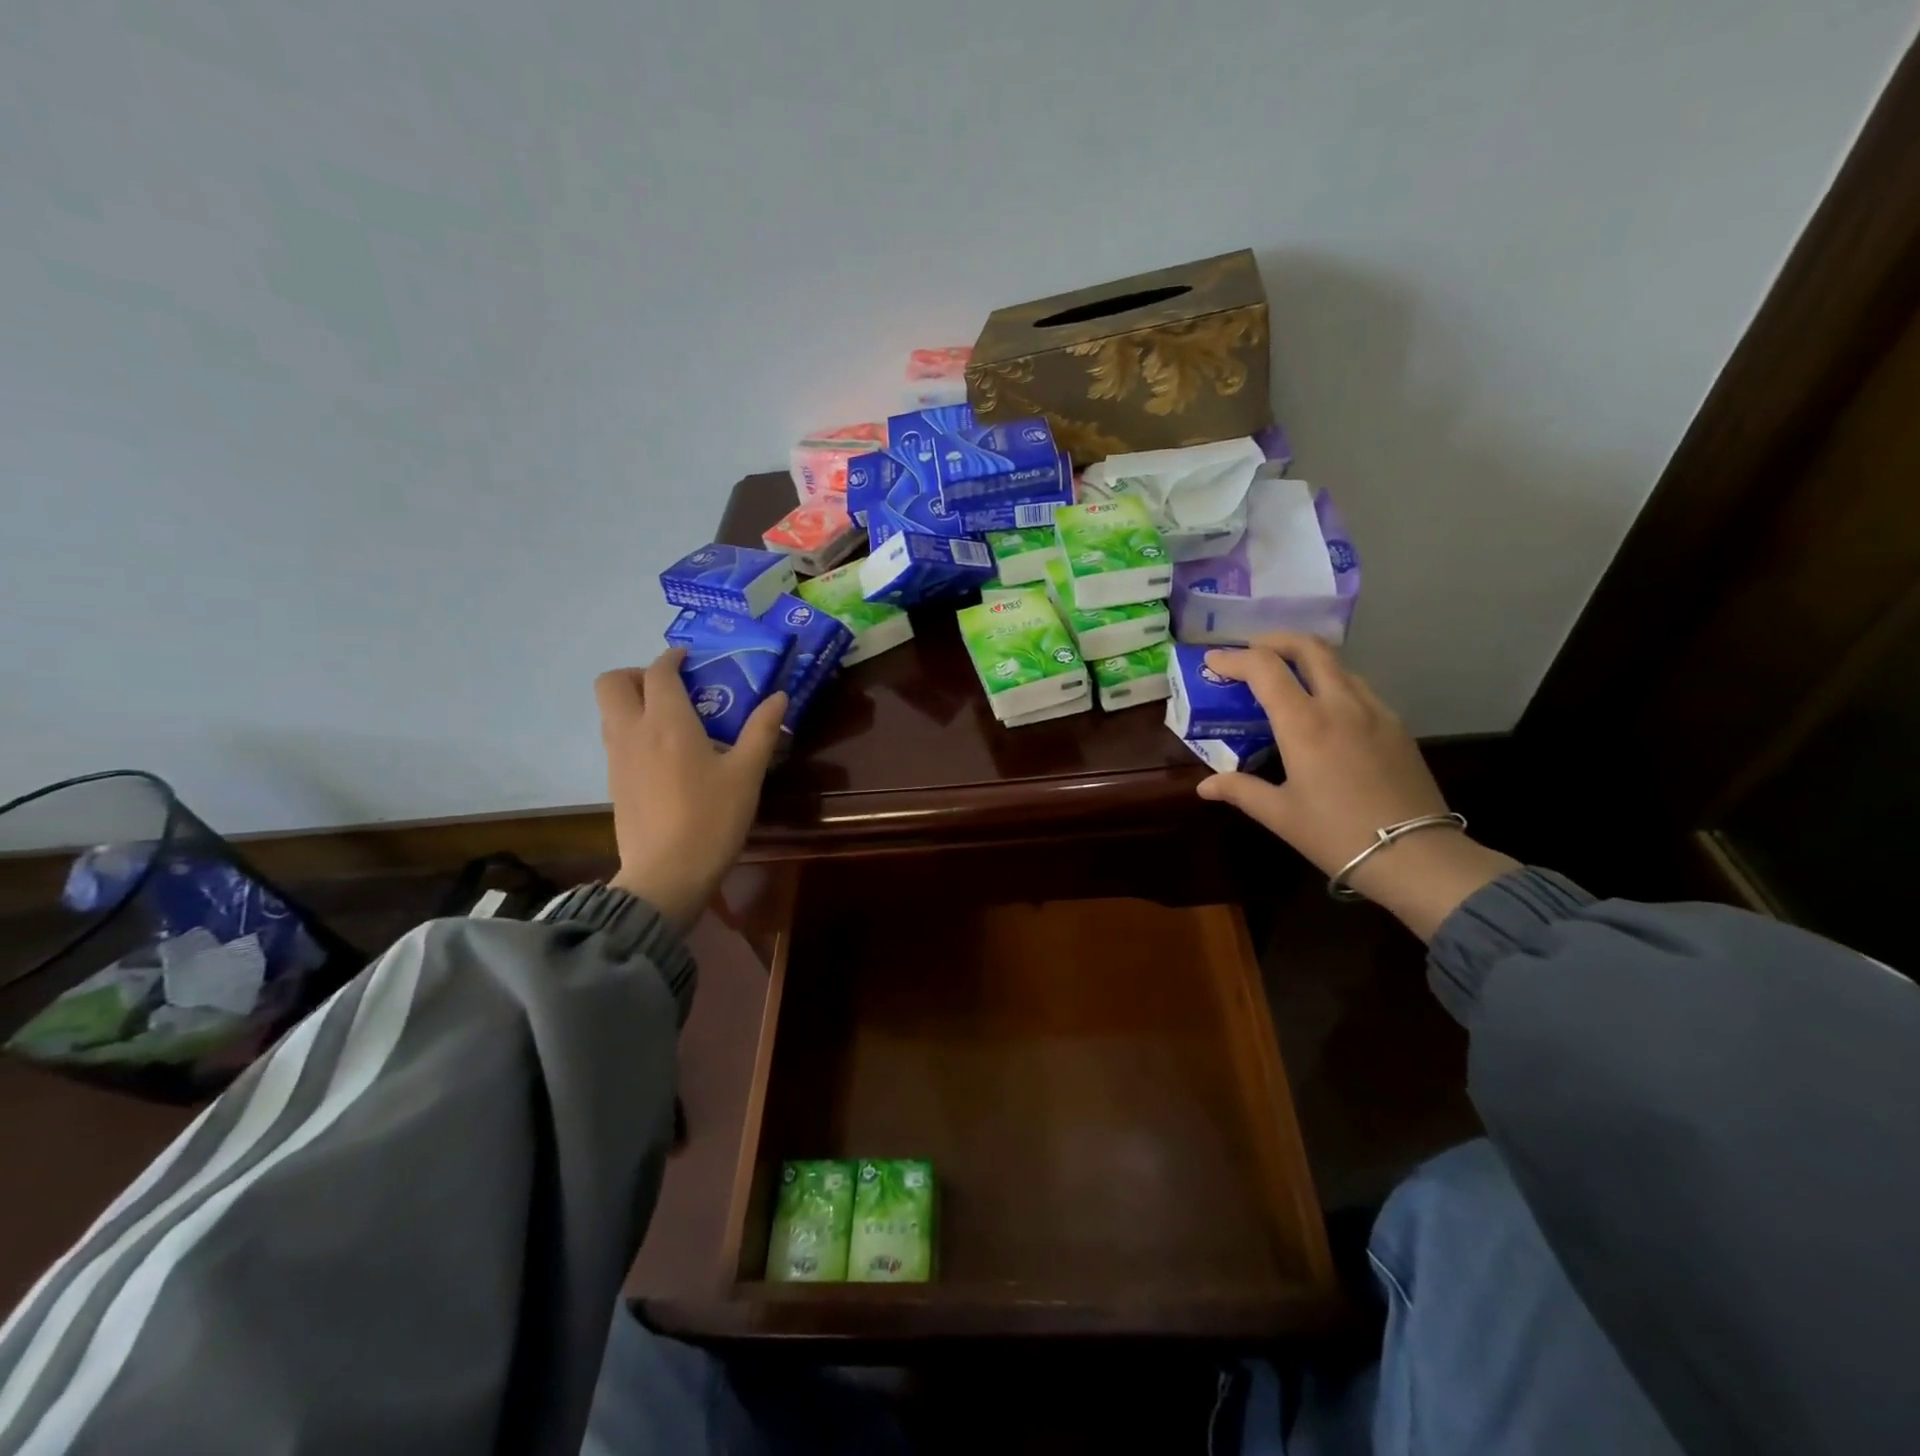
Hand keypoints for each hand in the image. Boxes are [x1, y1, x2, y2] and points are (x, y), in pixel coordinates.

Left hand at [596, 651, 785, 932]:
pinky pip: (615, 739)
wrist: (667, 874)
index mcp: (667, 723)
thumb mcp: (747, 774)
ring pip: (609, 711)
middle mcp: (633, 732)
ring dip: (633, 702)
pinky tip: (666, 755)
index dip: (672, 658)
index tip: (690, 659)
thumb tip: (779, 696)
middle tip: (672, 688)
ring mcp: (618, 759)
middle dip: (637, 674)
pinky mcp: (614, 783)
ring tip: (673, 720)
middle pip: (611, 683)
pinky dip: (633, 730)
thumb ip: (762, 730)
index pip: (659, 672)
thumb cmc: (712, 819)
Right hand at [1194, 632, 1517, 940]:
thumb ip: (1240, 790)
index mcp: (1304, 723)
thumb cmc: (1336, 835)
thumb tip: (1205, 786)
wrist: (1416, 857)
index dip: (1233, 658)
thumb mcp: (1280, 814)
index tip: (1213, 663)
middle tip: (1251, 653)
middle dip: (1274, 641)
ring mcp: (1375, 711)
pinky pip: (1359, 687)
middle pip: (1309, 647)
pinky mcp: (1396, 725)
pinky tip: (1324, 709)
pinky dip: (1332, 682)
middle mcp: (1341, 704)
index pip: (1264, 667)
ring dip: (1305, 659)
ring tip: (1285, 679)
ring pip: (1338, 664)